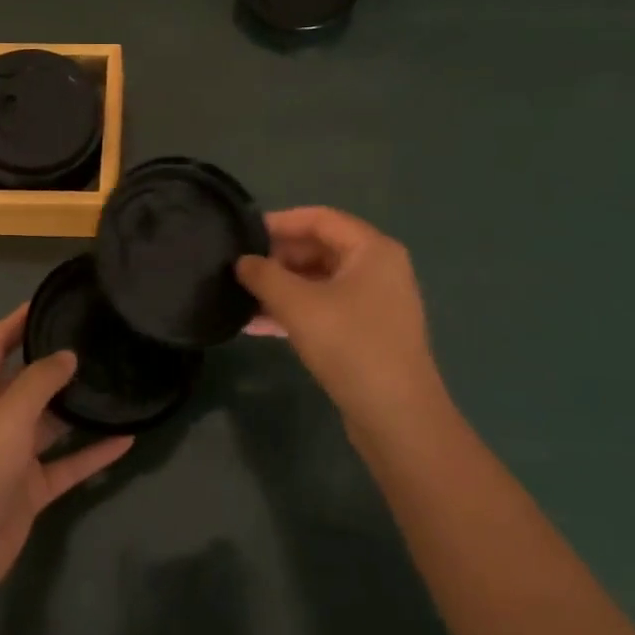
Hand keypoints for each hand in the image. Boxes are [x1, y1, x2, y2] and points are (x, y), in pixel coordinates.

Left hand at [0, 305, 133, 597]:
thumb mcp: (7, 414)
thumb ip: (40, 381)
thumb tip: (67, 356)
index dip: (16, 321)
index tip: (47, 302)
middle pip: (25, 382)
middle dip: (54, 364)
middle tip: (94, 342)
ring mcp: (11, 454)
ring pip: (49, 423)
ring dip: (77, 409)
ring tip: (114, 384)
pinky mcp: (30, 487)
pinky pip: (66, 462)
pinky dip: (92, 452)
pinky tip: (125, 439)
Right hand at [237, 207, 448, 441]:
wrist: (396, 416)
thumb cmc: (350, 345)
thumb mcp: (298, 305)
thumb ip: (264, 276)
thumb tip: (241, 261)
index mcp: (372, 249)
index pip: (319, 218)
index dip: (279, 222)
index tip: (243, 234)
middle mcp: (378, 269)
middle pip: (319, 249)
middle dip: (277, 259)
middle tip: (239, 269)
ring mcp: (375, 303)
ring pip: (319, 282)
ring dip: (281, 288)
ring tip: (240, 298)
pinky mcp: (367, 333)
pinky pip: (325, 308)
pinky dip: (295, 312)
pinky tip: (258, 325)